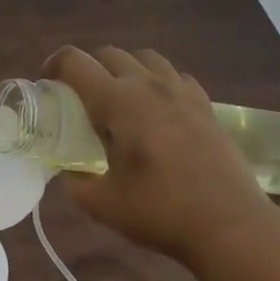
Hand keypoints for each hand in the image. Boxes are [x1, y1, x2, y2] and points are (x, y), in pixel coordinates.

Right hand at [45, 46, 276, 265]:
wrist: (232, 226)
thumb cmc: (160, 212)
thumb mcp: (101, 203)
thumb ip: (75, 181)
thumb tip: (69, 170)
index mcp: (117, 102)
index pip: (75, 61)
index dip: (53, 66)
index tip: (47, 86)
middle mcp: (148, 86)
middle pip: (109, 54)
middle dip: (87, 68)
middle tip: (79, 98)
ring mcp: (182, 93)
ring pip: (145, 58)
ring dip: (124, 69)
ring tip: (119, 99)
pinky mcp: (206, 106)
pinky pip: (174, 76)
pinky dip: (157, 82)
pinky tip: (156, 111)